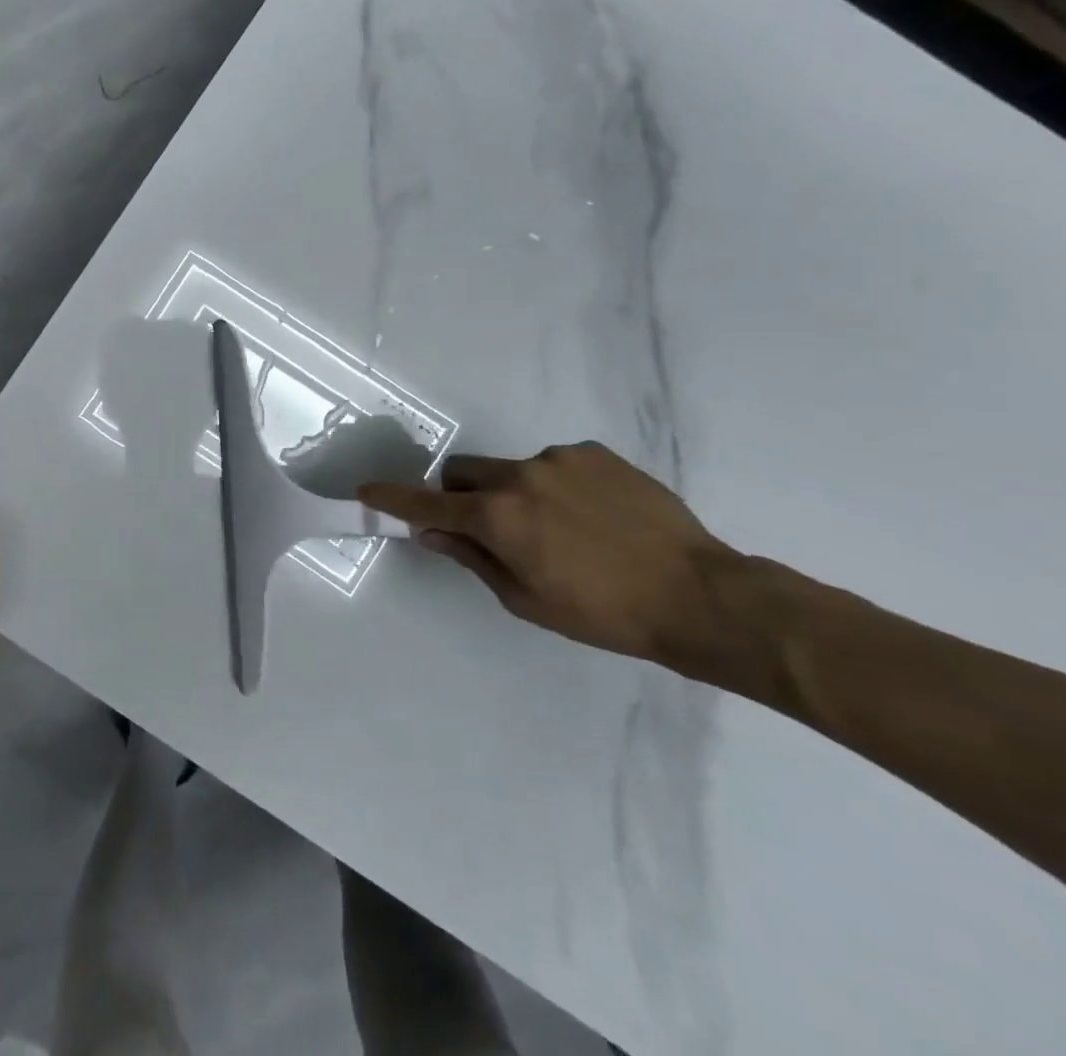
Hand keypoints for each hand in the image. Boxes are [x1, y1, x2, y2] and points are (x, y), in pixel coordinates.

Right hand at [359, 442, 746, 669]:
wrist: (698, 595)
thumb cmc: (602, 612)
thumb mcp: (525, 598)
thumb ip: (472, 557)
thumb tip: (432, 531)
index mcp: (498, 516)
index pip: (428, 502)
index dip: (393, 498)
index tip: (367, 490)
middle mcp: (520, 475)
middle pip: (464, 472)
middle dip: (462, 495)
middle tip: (490, 529)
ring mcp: (559, 458)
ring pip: (512, 470)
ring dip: (515, 494)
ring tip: (563, 531)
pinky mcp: (594, 453)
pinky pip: (554, 465)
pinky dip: (555, 486)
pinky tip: (593, 517)